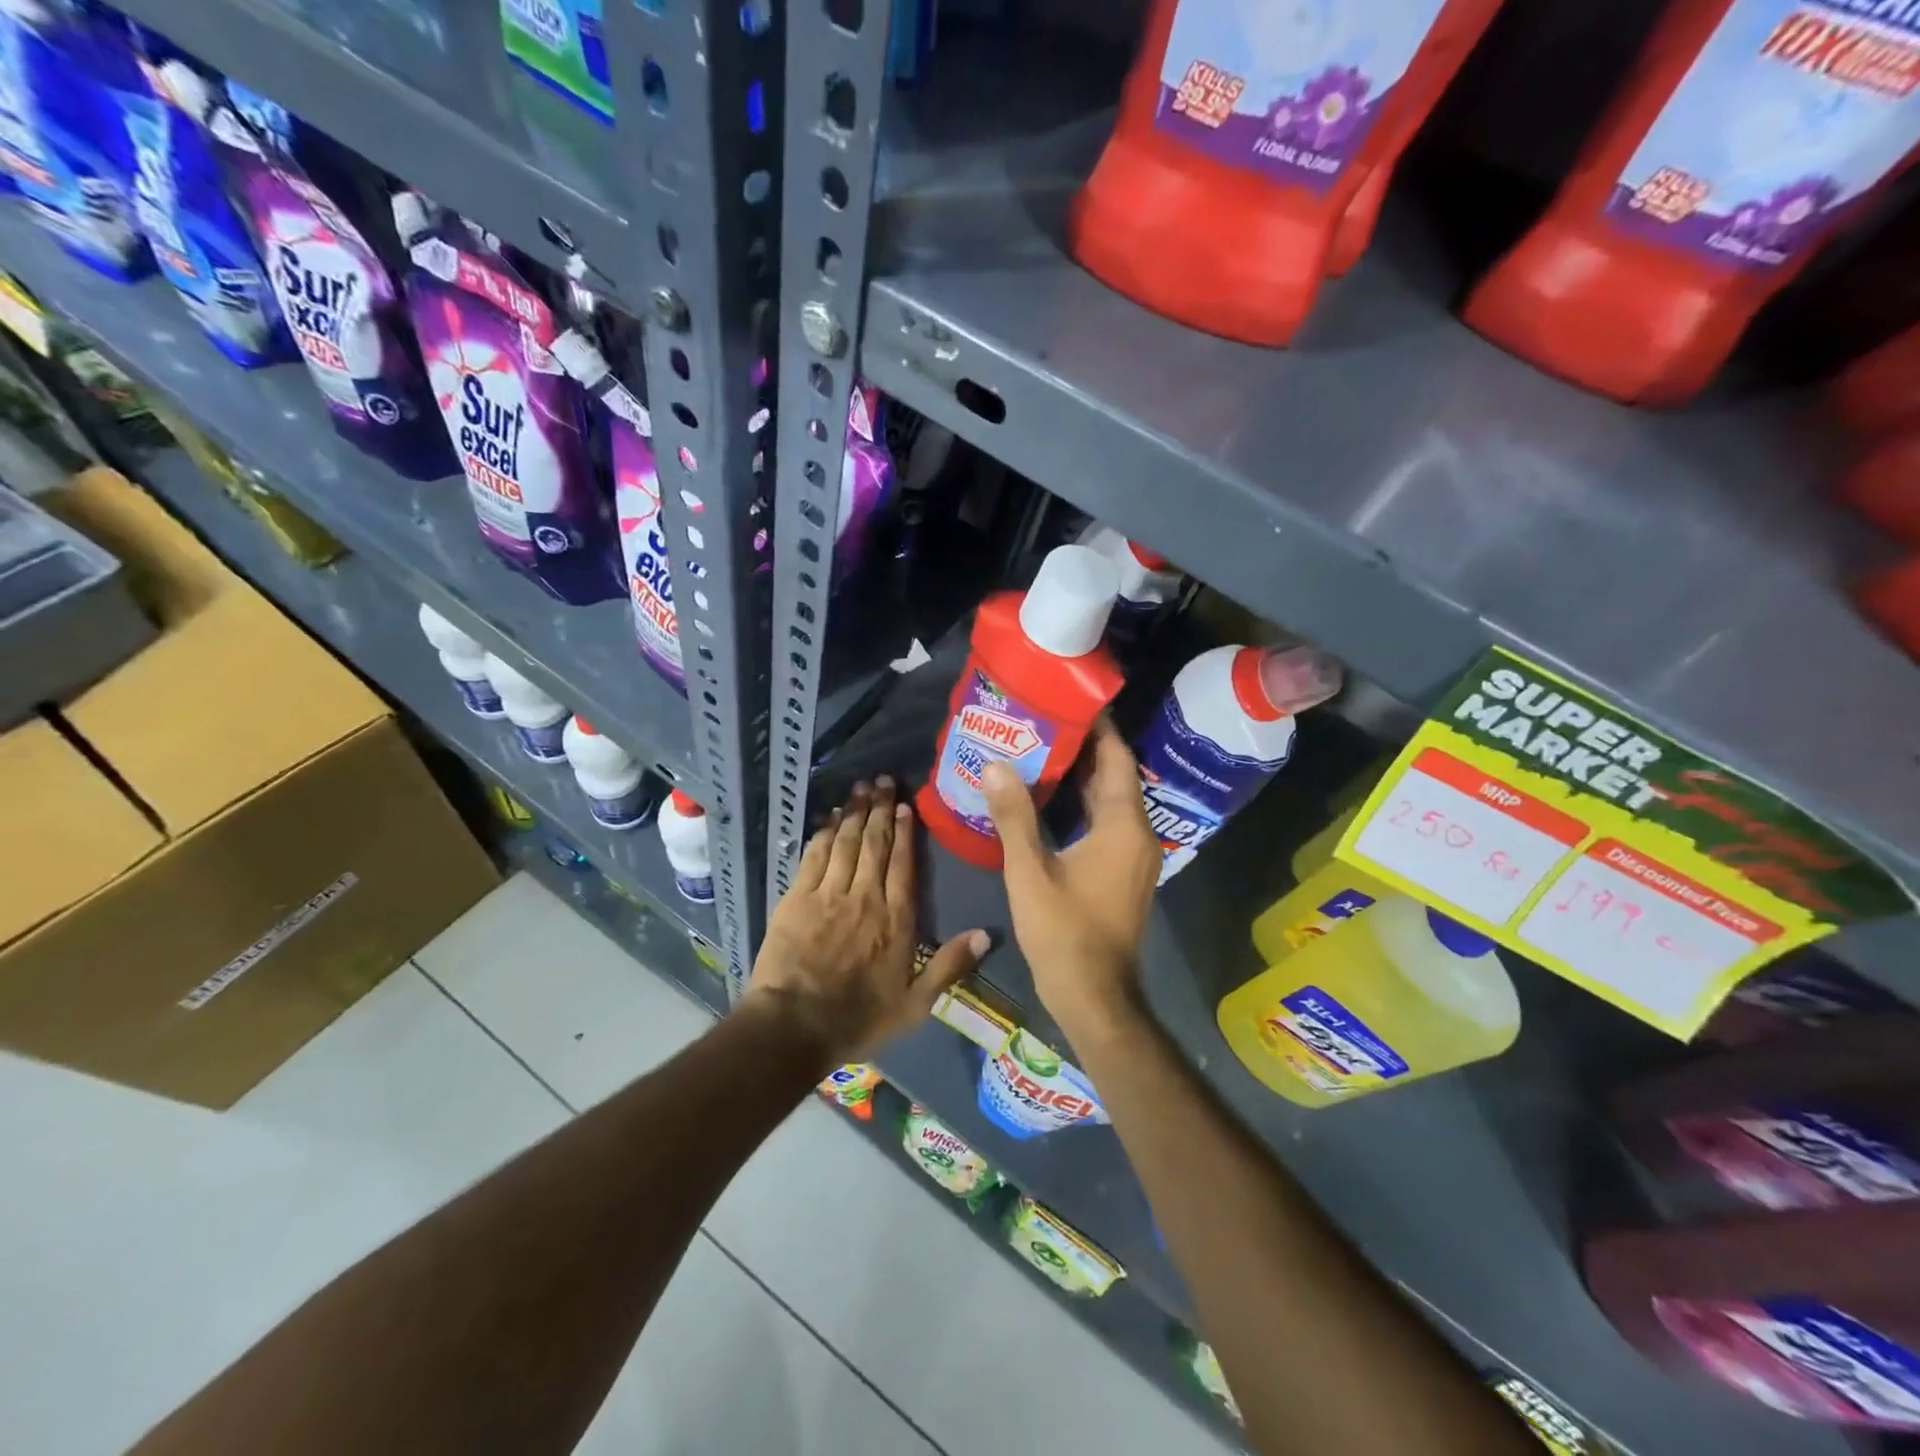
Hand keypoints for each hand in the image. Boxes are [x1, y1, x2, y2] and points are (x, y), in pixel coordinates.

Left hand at [747, 777, 987, 1065]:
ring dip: (855, 812)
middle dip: (881, 809)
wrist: (795, 1026)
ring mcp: (829, 894)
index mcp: (896, 920)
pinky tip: (831, 816)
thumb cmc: (858, 1019)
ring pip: (847, 842)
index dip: (905, 833)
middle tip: (884, 781)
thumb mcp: (915, 1005)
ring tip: (861, 787)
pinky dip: (825, 832)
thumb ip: (950, 967)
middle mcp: (865, 897)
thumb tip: (986, 934)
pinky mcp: (798, 898)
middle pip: (875, 844)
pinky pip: (815, 855)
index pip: (903, 865)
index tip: (906, 806)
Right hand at [981, 719, 1159, 1041]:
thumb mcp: (1030, 872)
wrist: (1094, 995)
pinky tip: (1049, 798)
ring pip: (1110, 801)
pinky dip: (1082, 804)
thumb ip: (1013, 816)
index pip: (1116, 759)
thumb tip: (995, 764)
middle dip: (1083, 747)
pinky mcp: (1123, 872)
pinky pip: (1106, 823)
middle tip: (1043, 720)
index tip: (1069, 699)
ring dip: (1081, 776)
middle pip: (1114, 776)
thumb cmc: (1064, 931)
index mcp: (1122, 826)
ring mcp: (1133, 855)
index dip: (1098, 727)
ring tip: (1040, 749)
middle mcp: (1137, 833)